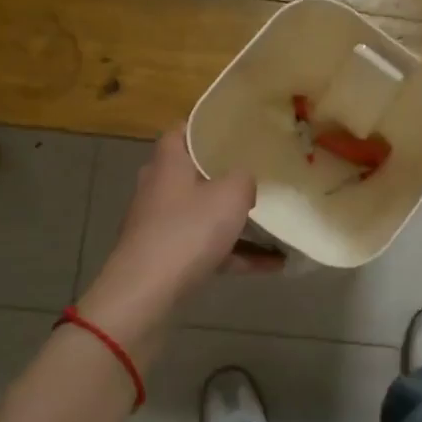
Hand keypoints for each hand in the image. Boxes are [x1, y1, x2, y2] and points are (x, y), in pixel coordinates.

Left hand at [78, 127, 272, 351]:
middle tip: (258, 172)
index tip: (237, 129)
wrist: (146, 294)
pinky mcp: (166, 256)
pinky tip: (272, 264)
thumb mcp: (231, 195)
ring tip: (275, 222)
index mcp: (169, 162)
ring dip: (236, 220)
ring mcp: (160, 224)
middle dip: (225, 174)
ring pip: (203, 213)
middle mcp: (159, 188)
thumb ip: (244, 178)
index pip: (182, 130)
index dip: (208, 127)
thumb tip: (244, 181)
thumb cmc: (187, 231)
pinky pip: (207, 247)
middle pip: (194, 172)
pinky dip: (235, 253)